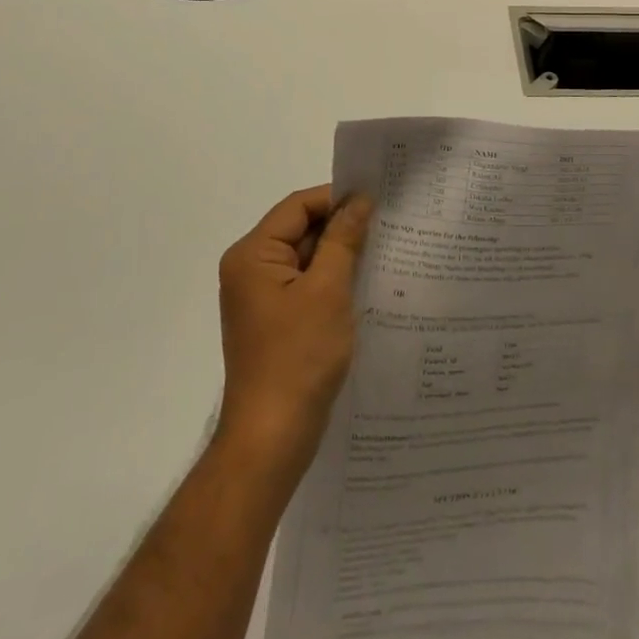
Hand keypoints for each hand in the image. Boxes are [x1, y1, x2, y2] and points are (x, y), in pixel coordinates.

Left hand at [215, 186, 371, 480]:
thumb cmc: (299, 357)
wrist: (272, 439)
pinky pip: (306, 285)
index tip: (377, 200)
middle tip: (387, 225)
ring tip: (383, 251)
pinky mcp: (274, 321)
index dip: (336, 199)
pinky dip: (332, 281)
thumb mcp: (328, 290)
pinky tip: (363, 285)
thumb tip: (359, 200)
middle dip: (341, 227)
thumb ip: (343, 238)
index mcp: (252, 255)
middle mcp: (250, 269)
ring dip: (340, 255)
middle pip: (300, 230)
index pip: (297, 207)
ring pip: (306, 259)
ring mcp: (260, 298)